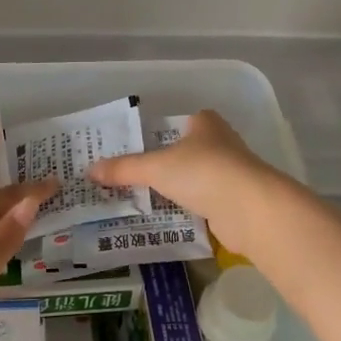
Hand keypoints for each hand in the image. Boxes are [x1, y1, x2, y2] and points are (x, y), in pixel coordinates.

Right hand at [87, 109, 282, 251]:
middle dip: (169, 163)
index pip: (183, 122)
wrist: (250, 209)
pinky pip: (207, 202)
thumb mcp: (155, 167)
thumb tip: (90, 170)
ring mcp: (233, 174)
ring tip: (148, 200)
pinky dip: (192, 209)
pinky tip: (171, 219)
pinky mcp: (237, 202)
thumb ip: (124, 169)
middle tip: (137, 176)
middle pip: (190, 151)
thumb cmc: (202, 172)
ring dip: (180, 188)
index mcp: (206, 124)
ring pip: (199, 178)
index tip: (143, 147)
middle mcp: (223, 143)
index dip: (165, 132)